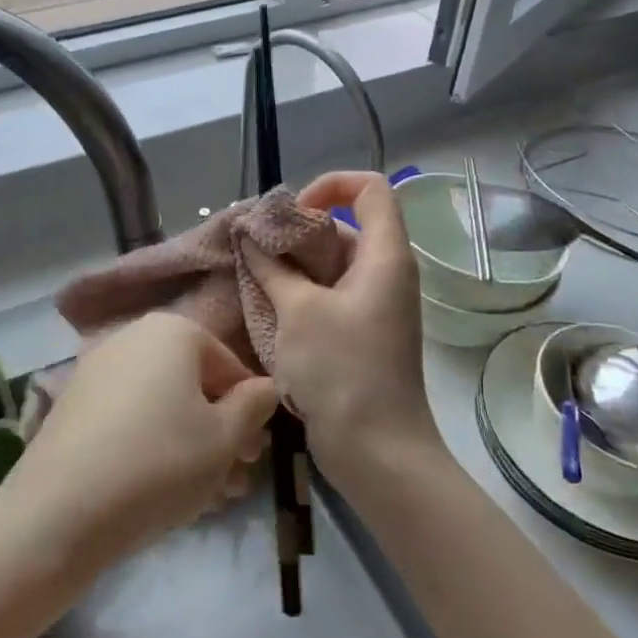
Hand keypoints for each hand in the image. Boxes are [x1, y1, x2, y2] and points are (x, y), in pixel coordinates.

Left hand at [3, 313, 278, 570]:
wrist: (60, 511)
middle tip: (234, 482)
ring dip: (191, 446)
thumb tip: (264, 387)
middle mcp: (133, 337)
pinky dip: (152, 446)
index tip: (254, 458)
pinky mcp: (75, 404)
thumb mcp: (224, 438)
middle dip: (220, 434)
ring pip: (163, 406)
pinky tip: (161, 491)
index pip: (230, 366)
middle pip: (194, 385)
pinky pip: (130, 419)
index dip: (250, 413)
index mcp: (173, 330)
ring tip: (204, 498)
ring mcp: (98, 369)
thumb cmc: (159, 462)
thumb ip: (254, 406)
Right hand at [242, 171, 440, 483]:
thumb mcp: (298, 311)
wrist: (378, 453)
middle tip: (258, 244)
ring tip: (253, 272)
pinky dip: (302, 289)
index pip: (371, 188)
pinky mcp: (364, 331)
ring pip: (335, 261)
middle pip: (347, 224)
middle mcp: (387, 272)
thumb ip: (272, 267)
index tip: (292, 210)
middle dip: (300, 227)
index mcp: (385, 256)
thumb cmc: (342, 371)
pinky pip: (332, 291)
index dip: (332, 185)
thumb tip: (250, 235)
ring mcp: (376, 304)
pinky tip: (267, 302)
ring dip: (295, 262)